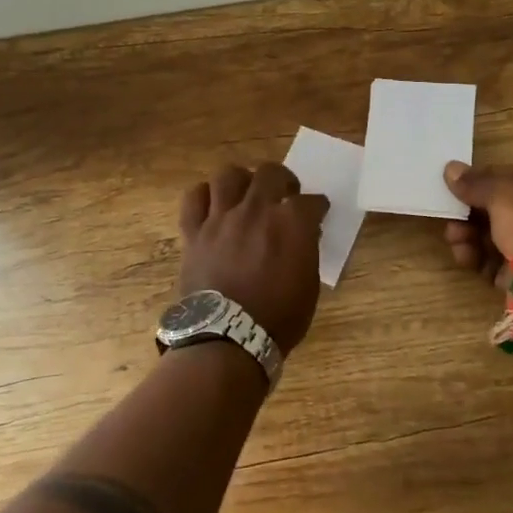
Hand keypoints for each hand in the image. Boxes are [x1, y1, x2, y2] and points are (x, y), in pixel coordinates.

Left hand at [177, 163, 328, 353]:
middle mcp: (256, 210)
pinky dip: (204, 196)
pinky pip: (194, 198)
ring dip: (242, 181)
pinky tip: (213, 205)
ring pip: (229, 175)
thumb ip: (306, 251)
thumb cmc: (278, 319)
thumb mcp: (308, 286)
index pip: (311, 201)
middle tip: (284, 194)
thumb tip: (303, 234)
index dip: (317, 205)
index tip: (317, 211)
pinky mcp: (195, 231)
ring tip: (246, 194)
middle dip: (283, 179)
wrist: (227, 339)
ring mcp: (222, 218)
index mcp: (291, 224)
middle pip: (270, 173)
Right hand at [441, 161, 512, 282]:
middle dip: (470, 212)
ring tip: (454, 239)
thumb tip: (451, 168)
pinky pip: (495, 263)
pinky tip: (465, 258)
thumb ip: (475, 183)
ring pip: (494, 237)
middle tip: (449, 217)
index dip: (481, 179)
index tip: (454, 186)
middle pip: (499, 210)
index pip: (511, 177)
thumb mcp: (504, 195)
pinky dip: (477, 259)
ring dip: (469, 236)